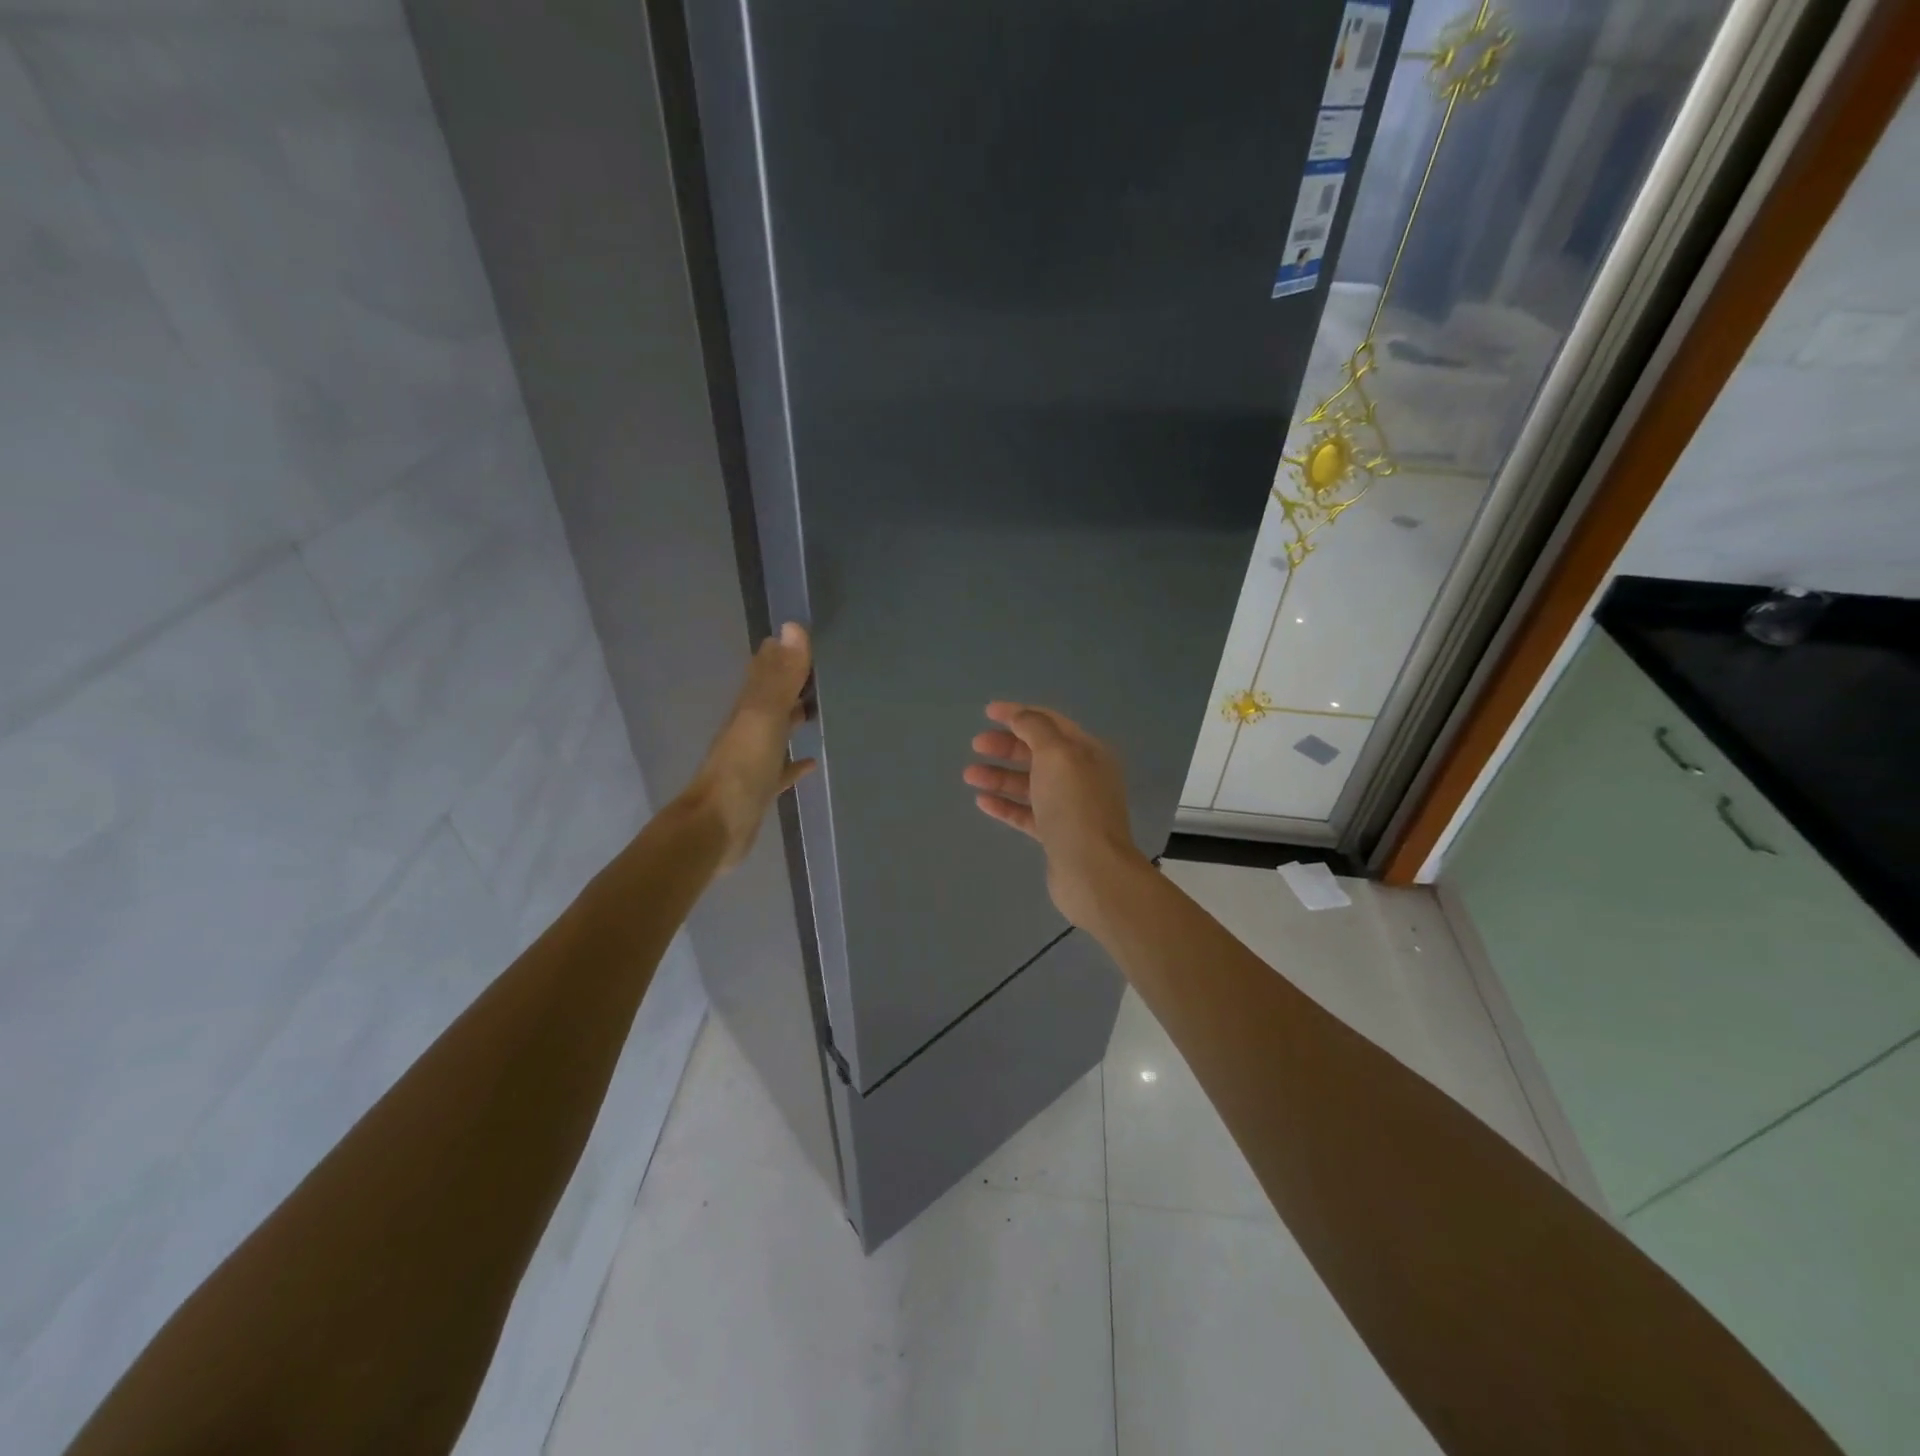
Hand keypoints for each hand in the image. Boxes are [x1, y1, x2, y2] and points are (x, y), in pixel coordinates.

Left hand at [687, 623, 816, 868]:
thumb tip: (792, 626)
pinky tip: (812, 762)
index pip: (765, 670)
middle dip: (792, 682)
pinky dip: (795, 763)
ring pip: (777, 731)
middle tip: (822, 669)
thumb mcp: (764, 716)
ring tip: (821, 706)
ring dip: (794, 717)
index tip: (805, 636)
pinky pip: (782, 769)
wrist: (716, 827)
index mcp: (749, 709)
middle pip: (772, 698)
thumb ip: (781, 676)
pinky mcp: (762, 789)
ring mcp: (754, 760)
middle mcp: (749, 729)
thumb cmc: (742, 769)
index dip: (782, 653)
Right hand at [965, 702, 1151, 927]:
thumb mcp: (1056, 754)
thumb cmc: (1074, 804)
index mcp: (1087, 751)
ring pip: (1029, 783)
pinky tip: (982, 801)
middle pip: (1038, 752)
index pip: (1050, 722)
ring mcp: (1069, 807)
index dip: (1019, 714)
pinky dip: (1005, 804)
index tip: (987, 712)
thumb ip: (1035, 729)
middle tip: (976, 745)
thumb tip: (1019, 716)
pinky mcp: (1056, 835)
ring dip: (999, 776)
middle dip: (1006, 746)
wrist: (1091, 869)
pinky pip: (1026, 813)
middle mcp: (1081, 776)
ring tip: (969, 775)